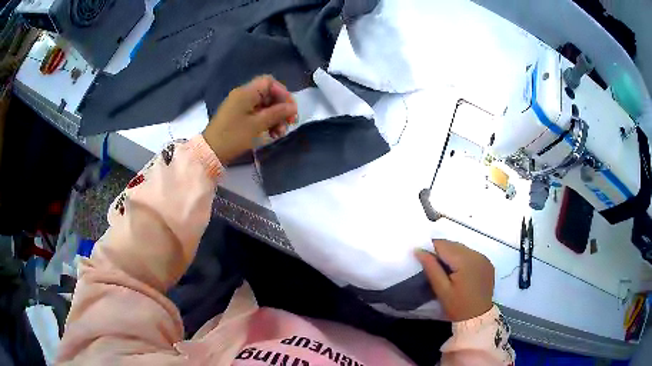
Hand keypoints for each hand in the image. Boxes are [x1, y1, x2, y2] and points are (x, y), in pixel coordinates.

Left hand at [203, 75, 297, 163]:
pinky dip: (267, 122)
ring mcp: (240, 106)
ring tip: (280, 133)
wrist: (211, 152)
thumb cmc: (233, 136)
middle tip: (290, 123)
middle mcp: (243, 95)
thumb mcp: (257, 125)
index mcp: (246, 92)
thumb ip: (277, 113)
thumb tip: (293, 107)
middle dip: (281, 108)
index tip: (290, 108)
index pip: (269, 82)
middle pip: (268, 94)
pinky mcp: (239, 116)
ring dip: (275, 117)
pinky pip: (257, 114)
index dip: (282, 92)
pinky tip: (272, 134)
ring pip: (265, 106)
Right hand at [415, 240, 494, 321]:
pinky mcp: (487, 263)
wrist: (478, 318)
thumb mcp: (441, 289)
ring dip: (452, 254)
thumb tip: (418, 250)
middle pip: (454, 245)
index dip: (430, 248)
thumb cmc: (457, 306)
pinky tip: (458, 270)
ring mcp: (484, 258)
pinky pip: (471, 254)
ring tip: (444, 268)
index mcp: (465, 260)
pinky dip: (462, 258)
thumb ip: (431, 268)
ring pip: (462, 248)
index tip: (421, 256)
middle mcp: (477, 254)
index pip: (444, 245)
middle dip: (441, 251)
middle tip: (431, 264)